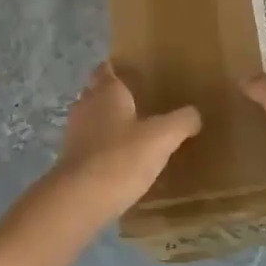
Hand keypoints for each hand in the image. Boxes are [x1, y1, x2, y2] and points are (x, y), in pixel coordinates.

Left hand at [0, 63, 200, 264]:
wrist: (80, 198)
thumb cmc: (121, 157)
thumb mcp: (162, 138)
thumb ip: (181, 121)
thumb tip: (194, 114)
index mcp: (106, 91)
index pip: (107, 68)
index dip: (118, 68)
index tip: (135, 73)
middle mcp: (86, 104)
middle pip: (97, 91)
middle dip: (114, 95)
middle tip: (141, 102)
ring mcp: (74, 131)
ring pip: (92, 117)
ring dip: (108, 121)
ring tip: (133, 131)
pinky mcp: (70, 157)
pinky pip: (89, 142)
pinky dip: (102, 145)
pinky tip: (120, 158)